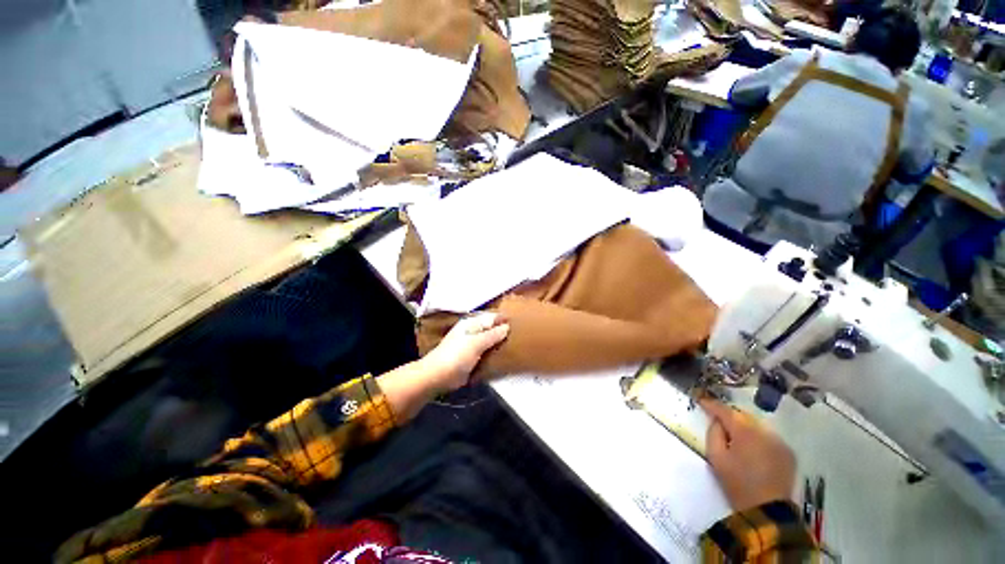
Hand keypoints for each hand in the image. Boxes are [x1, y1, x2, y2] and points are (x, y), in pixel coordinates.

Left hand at [377, 313, 508, 422]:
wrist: (439, 376)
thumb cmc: (456, 356)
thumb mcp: (476, 343)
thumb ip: (492, 335)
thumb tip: (507, 326)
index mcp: (471, 324)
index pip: (492, 317)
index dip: (505, 320)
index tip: (521, 324)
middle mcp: (472, 333)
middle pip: (492, 330)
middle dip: (505, 333)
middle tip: (523, 337)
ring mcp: (472, 347)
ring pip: (491, 343)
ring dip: (501, 346)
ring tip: (519, 347)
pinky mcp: (473, 360)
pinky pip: (487, 355)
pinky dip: (495, 357)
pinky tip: (507, 359)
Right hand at [701, 398, 795, 512]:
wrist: (767, 507)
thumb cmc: (738, 486)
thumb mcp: (718, 464)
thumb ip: (714, 438)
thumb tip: (715, 422)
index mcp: (745, 431)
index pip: (727, 411)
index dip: (713, 405)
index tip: (703, 401)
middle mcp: (764, 429)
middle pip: (745, 418)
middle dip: (733, 419)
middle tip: (720, 425)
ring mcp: (779, 440)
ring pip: (760, 430)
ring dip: (749, 433)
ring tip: (740, 445)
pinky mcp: (788, 452)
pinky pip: (772, 442)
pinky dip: (762, 445)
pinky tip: (758, 459)